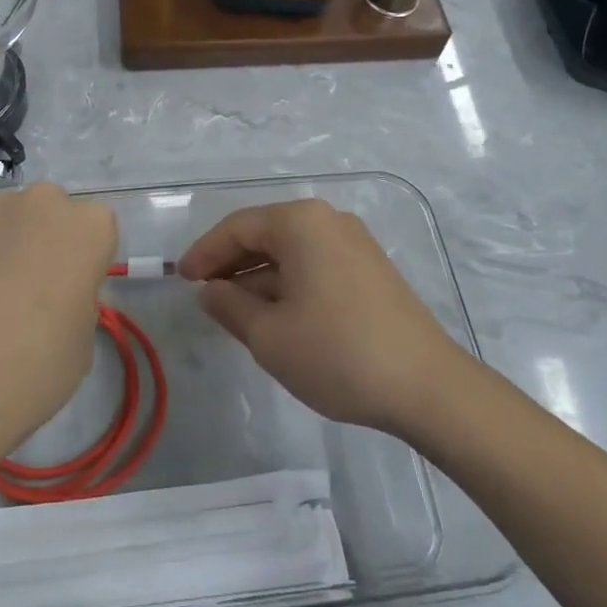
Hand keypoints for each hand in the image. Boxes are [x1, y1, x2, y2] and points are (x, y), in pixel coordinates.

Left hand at [0, 183, 116, 464]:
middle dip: (44, 240)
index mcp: (88, 227)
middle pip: (51, 213)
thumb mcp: (82, 343)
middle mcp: (41, 203)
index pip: (98, 231)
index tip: (71, 294)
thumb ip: (77, 303)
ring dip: (4, 244)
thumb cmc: (34, 367)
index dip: (85, 262)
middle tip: (30, 290)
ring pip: (7, 219)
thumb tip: (56, 300)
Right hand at [178, 199, 467, 436]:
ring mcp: (354, 242)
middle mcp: (328, 220)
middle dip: (231, 264)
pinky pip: (314, 263)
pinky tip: (276, 314)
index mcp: (300, 222)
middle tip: (205, 294)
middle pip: (265, 234)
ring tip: (235, 311)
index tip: (181, 278)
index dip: (204, 252)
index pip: (237, 227)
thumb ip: (229, 305)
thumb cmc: (336, 353)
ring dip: (259, 277)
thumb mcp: (268, 335)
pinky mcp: (370, 268)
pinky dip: (288, 283)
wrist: (426, 386)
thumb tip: (210, 289)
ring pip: (290, 251)